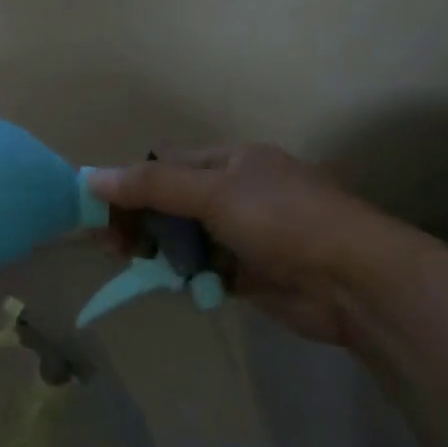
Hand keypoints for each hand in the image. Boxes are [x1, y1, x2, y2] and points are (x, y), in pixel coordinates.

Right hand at [88, 144, 430, 348]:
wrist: (354, 281)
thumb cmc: (282, 220)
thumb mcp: (213, 193)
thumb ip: (153, 186)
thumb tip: (92, 177)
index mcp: (232, 162)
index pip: (167, 168)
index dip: (130, 185)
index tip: (96, 209)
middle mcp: (237, 193)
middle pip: (172, 204)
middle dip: (140, 222)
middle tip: (109, 244)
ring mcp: (245, 235)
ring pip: (186, 240)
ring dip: (160, 252)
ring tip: (132, 263)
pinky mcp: (252, 274)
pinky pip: (205, 270)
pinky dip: (188, 277)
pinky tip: (175, 284)